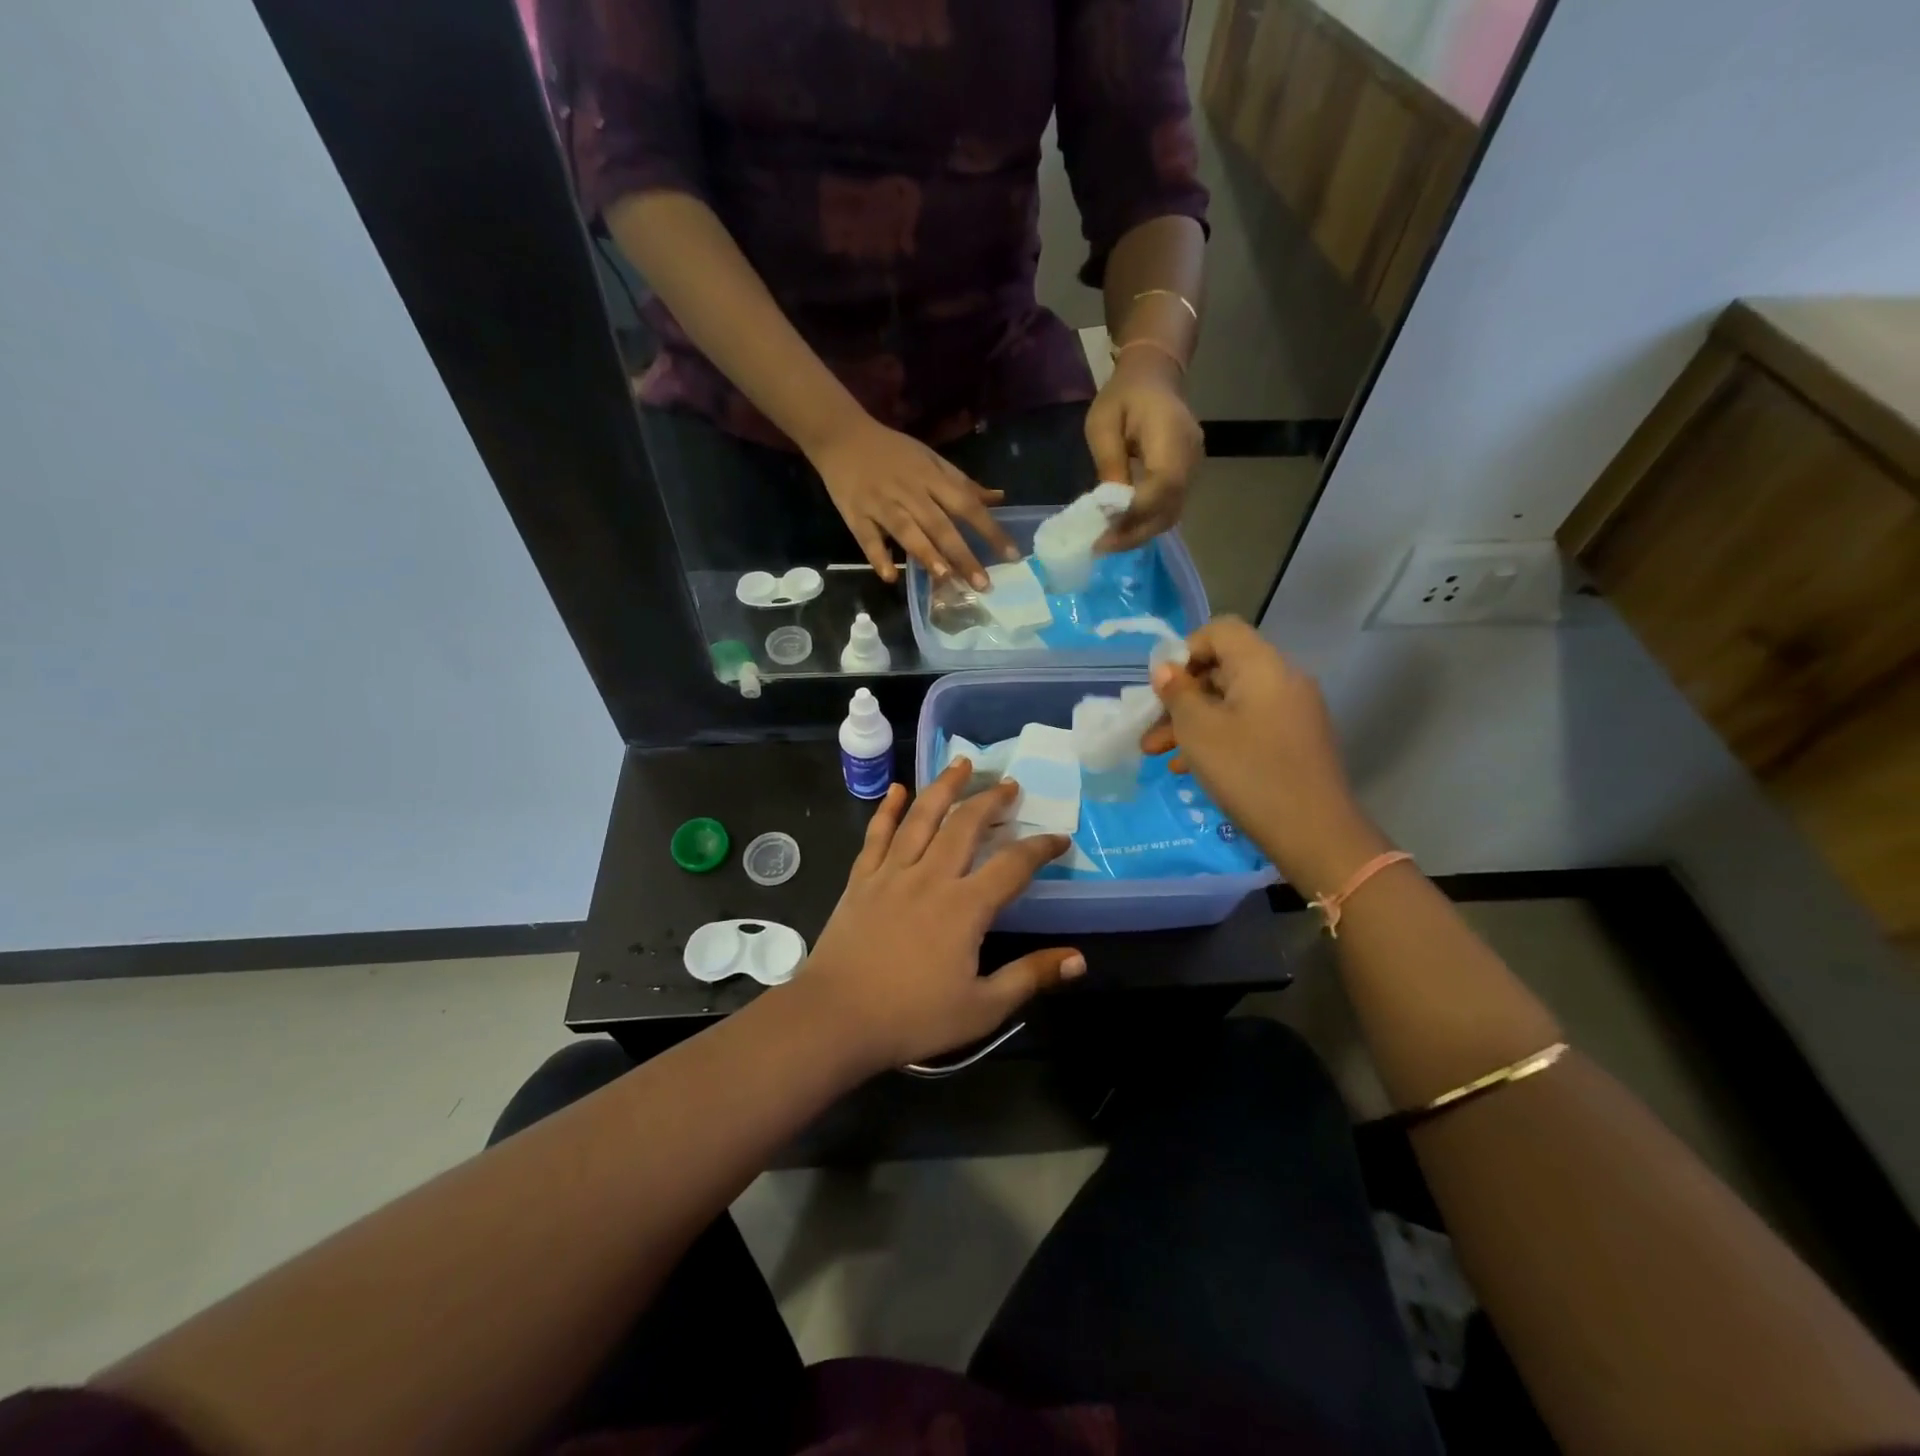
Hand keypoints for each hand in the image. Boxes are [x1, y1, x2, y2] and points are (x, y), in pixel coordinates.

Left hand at [791, 765, 1083, 1072]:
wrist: (835, 1018)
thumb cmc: (912, 1018)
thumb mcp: (982, 1008)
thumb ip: (1030, 977)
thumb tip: (1079, 959)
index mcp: (964, 907)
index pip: (1012, 866)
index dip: (1040, 848)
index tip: (1059, 838)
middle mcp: (930, 877)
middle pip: (965, 825)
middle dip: (991, 800)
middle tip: (1010, 784)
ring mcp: (891, 873)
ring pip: (921, 817)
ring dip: (944, 787)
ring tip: (961, 763)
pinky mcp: (861, 880)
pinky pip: (877, 835)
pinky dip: (888, 809)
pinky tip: (897, 790)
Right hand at [809, 416, 1017, 588]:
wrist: (842, 436)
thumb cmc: (893, 452)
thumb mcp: (931, 460)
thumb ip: (962, 484)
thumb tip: (998, 498)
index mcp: (931, 477)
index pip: (967, 505)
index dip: (991, 530)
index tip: (1011, 556)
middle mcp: (910, 492)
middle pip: (940, 525)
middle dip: (963, 555)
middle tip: (982, 584)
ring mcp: (882, 504)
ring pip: (907, 531)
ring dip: (926, 554)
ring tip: (945, 578)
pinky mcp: (855, 515)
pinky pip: (868, 538)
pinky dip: (878, 556)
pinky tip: (890, 576)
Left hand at [1085, 349, 1202, 552]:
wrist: (1155, 375)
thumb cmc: (1123, 395)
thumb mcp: (1102, 424)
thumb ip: (1109, 462)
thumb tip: (1110, 506)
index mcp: (1171, 435)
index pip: (1162, 486)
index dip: (1135, 515)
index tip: (1105, 533)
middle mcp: (1190, 456)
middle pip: (1170, 508)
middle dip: (1135, 533)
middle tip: (1103, 547)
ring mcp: (1193, 467)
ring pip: (1172, 513)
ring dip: (1140, 532)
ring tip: (1109, 542)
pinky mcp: (1187, 476)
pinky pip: (1170, 507)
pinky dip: (1146, 523)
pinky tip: (1123, 528)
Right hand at [1142, 616, 1389, 890]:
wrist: (1313, 832)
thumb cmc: (1248, 772)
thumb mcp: (1198, 730)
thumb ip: (1177, 693)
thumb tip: (1165, 668)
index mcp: (1262, 665)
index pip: (1220, 631)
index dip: (1185, 650)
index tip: (1162, 688)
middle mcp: (1283, 679)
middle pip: (1223, 669)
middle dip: (1181, 697)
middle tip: (1150, 730)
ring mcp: (1293, 712)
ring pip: (1231, 702)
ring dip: (1192, 723)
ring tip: (1158, 755)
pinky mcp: (1295, 741)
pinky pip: (1248, 725)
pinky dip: (1217, 737)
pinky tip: (1189, 768)